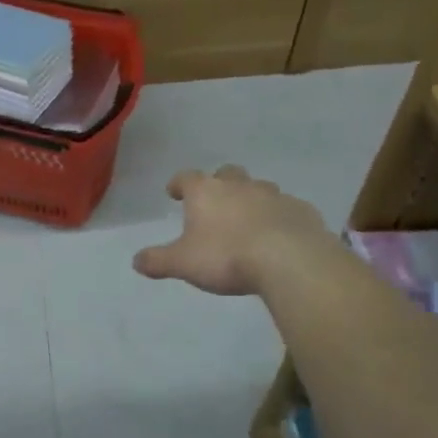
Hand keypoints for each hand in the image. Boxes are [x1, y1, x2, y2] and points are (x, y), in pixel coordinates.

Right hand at [133, 166, 333, 296]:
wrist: (289, 260)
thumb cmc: (227, 257)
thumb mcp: (183, 264)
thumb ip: (158, 261)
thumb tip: (136, 261)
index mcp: (206, 193)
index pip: (186, 178)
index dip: (178, 184)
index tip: (174, 192)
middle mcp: (239, 186)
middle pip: (226, 174)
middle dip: (219, 184)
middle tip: (215, 202)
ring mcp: (274, 195)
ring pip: (259, 188)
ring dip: (252, 198)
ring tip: (248, 219)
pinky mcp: (301, 211)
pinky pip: (286, 209)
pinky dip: (279, 217)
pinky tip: (279, 235)